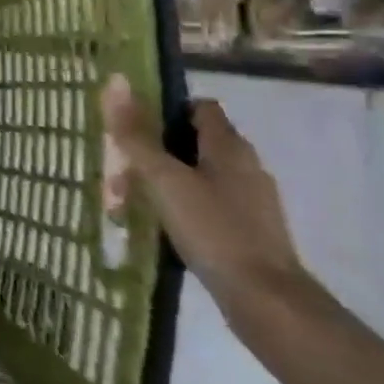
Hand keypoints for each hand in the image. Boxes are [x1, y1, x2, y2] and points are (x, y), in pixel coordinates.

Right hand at [101, 75, 306, 319]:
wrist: (267, 301)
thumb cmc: (213, 229)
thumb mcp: (164, 179)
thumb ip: (136, 135)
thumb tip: (116, 82)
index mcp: (229, 145)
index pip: (198, 107)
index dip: (165, 110)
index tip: (133, 127)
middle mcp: (245, 165)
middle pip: (194, 142)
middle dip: (156, 152)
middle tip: (122, 169)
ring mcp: (251, 201)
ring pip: (199, 176)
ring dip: (166, 182)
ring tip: (131, 202)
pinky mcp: (250, 231)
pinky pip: (209, 205)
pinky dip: (183, 208)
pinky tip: (162, 227)